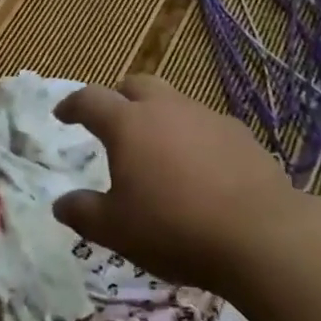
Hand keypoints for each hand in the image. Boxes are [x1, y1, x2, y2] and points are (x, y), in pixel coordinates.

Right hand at [52, 75, 297, 296]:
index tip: (62, 114)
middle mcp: (165, 108)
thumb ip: (84, 212)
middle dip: (119, 97)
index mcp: (128, 124)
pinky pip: (207, 125)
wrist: (260, 234)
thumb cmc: (174, 228)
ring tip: (158, 148)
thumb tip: (60, 203)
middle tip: (112, 121)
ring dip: (159, 116)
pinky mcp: (240, 134)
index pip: (90, 99)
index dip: (72, 104)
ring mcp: (206, 116)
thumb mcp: (116, 230)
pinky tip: (201, 167)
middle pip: (135, 85)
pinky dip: (194, 137)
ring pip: (174, 102)